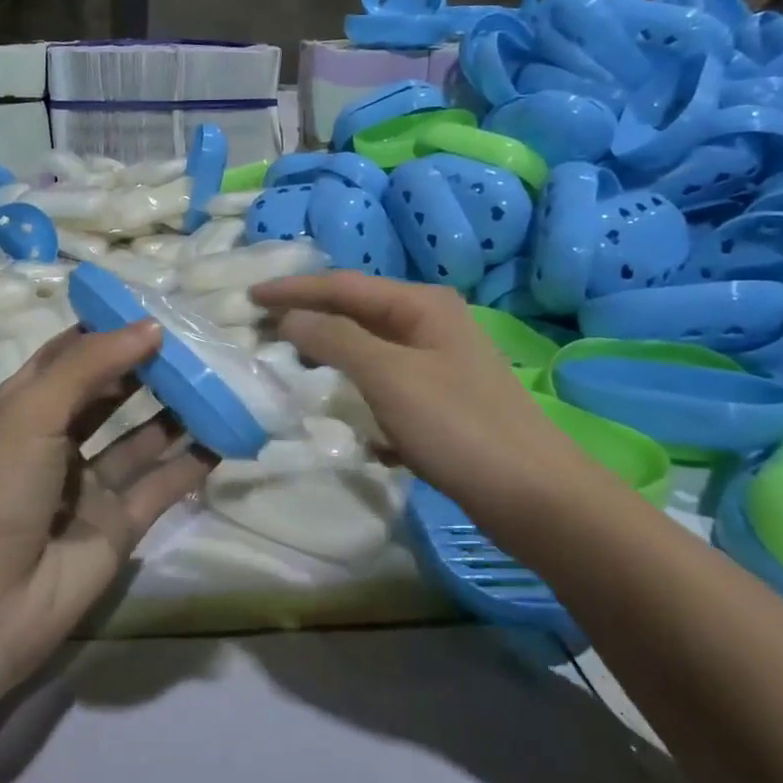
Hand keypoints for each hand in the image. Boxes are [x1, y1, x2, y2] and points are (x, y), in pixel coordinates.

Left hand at [0, 322, 214, 691]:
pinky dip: (193, 463)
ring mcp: (91, 484)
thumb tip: (151, 327)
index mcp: (27, 405)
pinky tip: (225, 436)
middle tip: (198, 342)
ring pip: (142, 438)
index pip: (71, 354)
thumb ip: (92, 365)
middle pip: (111, 392)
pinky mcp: (119, 524)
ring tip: (220, 381)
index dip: (108, 330)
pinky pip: (163, 485)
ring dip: (177, 412)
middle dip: (149, 367)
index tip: (154, 307)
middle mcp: (59, 439)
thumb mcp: (33, 410)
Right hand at [249, 272, 611, 532]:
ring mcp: (436, 361)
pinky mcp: (438, 397)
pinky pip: (380, 376)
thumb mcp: (389, 375)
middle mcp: (430, 322)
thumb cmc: (458, 426)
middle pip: (355, 310)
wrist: (533, 497)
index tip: (249, 298)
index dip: (293, 290)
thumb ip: (334, 339)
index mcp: (421, 304)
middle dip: (308, 315)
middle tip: (261, 325)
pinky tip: (331, 396)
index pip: (343, 285)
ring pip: (367, 344)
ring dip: (326, 348)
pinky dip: (350, 380)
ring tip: (286, 356)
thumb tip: (289, 319)